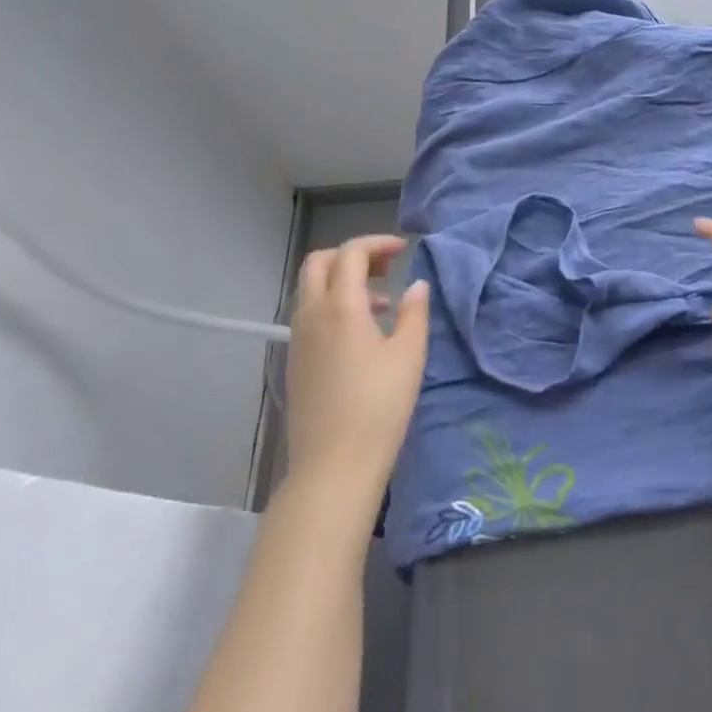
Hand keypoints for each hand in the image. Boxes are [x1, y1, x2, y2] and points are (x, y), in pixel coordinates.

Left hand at [286, 235, 429, 508]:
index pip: (351, 253)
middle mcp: (311, 314)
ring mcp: (298, 340)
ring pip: (311, 289)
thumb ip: (414, 312)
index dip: (377, 243)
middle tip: (384, 268)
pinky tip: (361, 335)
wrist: (333, 468)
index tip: (404, 251)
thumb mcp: (409, 355)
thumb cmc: (379, 406)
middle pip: (319, 263)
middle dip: (352, 255)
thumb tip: (416, 285)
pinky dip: (333, 306)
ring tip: (381, 304)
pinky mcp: (294, 363)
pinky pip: (309, 315)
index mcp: (340, 305)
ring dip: (342, 282)